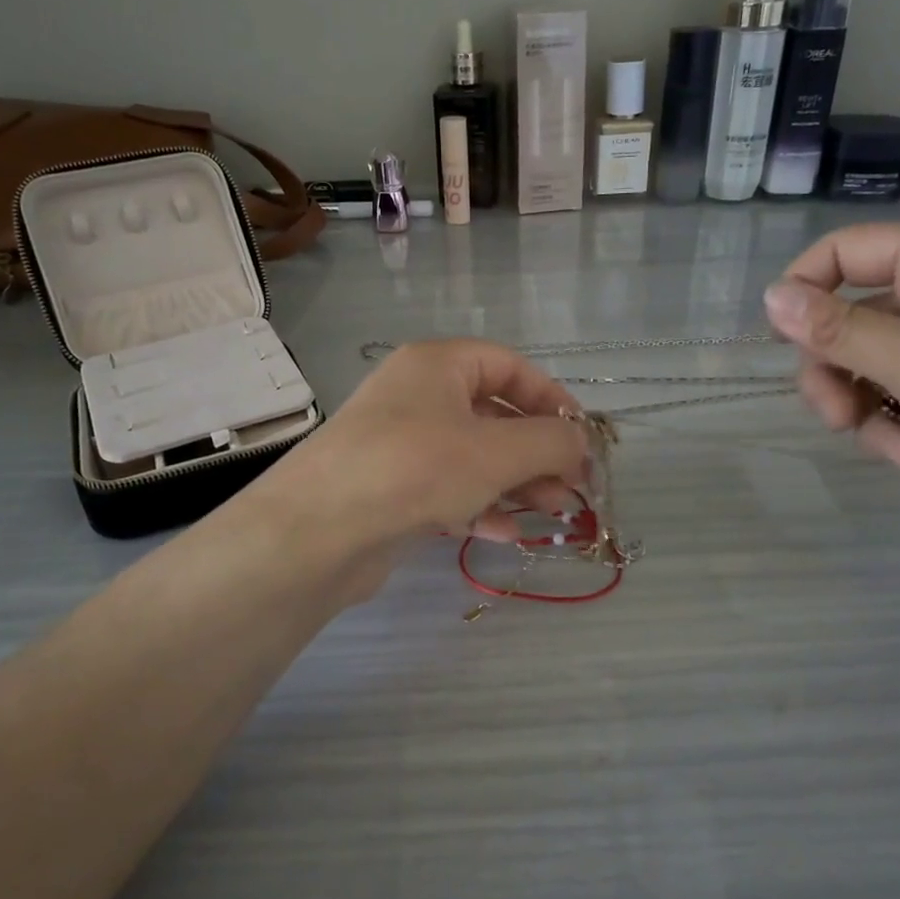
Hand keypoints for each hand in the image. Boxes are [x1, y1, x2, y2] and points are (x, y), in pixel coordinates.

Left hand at [256, 339, 588, 563]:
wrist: (318, 532)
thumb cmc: (415, 469)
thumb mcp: (496, 451)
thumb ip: (550, 442)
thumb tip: (581, 442)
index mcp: (437, 365)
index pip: (508, 366)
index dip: (551, 397)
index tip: (582, 436)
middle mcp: (416, 396)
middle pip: (494, 415)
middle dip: (538, 452)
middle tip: (573, 488)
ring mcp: (400, 444)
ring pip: (473, 456)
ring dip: (517, 483)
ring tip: (553, 514)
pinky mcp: (390, 489)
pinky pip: (447, 488)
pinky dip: (480, 506)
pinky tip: (507, 533)